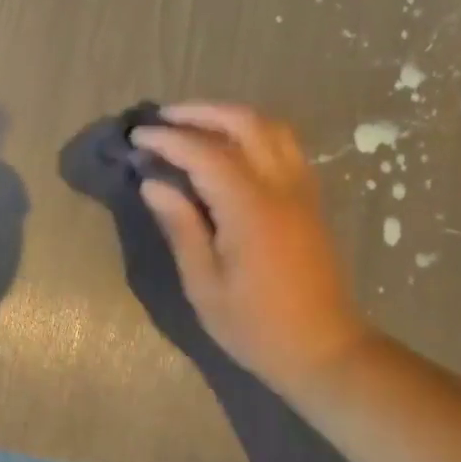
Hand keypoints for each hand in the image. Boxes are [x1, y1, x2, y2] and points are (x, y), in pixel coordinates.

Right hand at [130, 102, 369, 394]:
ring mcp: (302, 190)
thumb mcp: (204, 285)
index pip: (204, 153)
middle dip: (202, 112)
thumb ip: (181, 227)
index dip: (168, 139)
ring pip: (272, 128)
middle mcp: (281, 187)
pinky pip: (285, 146)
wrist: (324, 349)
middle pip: (245, 123)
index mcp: (250, 208)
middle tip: (165, 118)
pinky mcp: (311, 200)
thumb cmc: (255, 326)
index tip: (137, 136)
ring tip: (196, 124)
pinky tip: (232, 148)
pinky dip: (255, 133)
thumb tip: (154, 183)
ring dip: (232, 116)